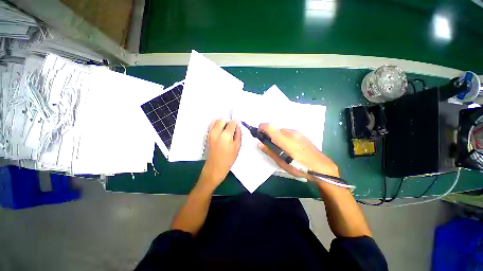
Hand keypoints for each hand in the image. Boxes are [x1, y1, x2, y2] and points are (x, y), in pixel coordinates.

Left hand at [199, 119, 241, 188]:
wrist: (215, 167)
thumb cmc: (228, 159)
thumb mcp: (237, 147)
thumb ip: (238, 134)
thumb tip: (237, 126)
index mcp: (226, 135)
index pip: (232, 122)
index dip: (236, 122)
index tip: (238, 125)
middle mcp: (217, 132)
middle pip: (222, 119)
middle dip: (228, 121)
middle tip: (232, 128)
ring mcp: (210, 133)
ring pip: (216, 120)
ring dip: (222, 122)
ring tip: (226, 130)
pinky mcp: (207, 135)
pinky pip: (212, 125)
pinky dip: (216, 125)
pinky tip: (220, 131)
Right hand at [257, 123, 338, 180]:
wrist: (321, 166)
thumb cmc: (300, 167)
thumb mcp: (282, 163)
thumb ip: (269, 151)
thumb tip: (259, 143)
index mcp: (284, 140)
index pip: (269, 126)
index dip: (261, 127)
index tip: (259, 133)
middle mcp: (290, 132)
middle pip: (275, 129)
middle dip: (270, 135)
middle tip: (271, 146)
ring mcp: (297, 132)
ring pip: (282, 130)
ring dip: (278, 136)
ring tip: (282, 148)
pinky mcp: (302, 134)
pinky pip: (288, 132)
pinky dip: (284, 136)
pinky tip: (290, 147)